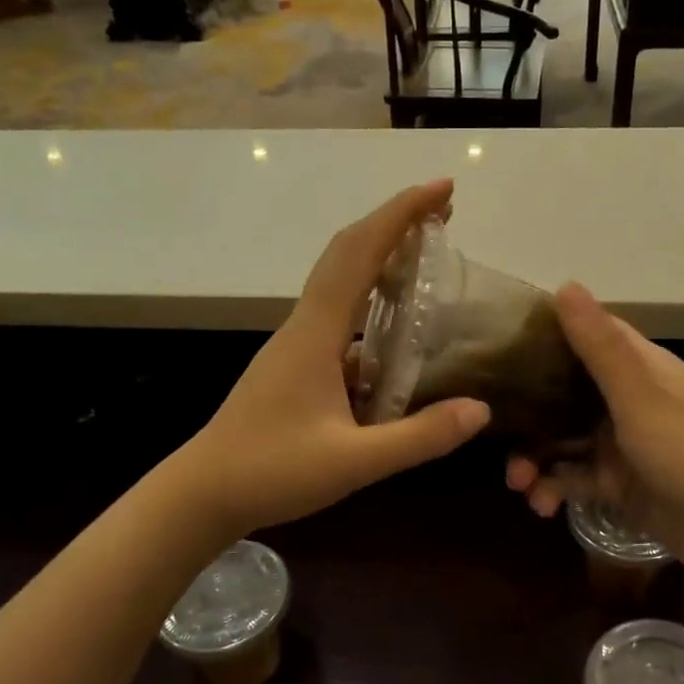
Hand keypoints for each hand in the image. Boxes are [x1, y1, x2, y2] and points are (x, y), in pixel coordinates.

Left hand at [179, 179, 490, 537]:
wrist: (202, 493)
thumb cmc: (271, 472)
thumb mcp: (354, 463)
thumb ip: (418, 438)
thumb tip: (481, 410)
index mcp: (316, 333)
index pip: (359, 254)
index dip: (401, 214)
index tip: (443, 190)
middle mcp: (304, 326)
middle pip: (347, 254)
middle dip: (395, 223)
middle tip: (444, 212)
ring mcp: (295, 344)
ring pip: (340, 283)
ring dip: (381, 259)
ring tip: (425, 257)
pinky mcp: (294, 365)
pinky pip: (338, 317)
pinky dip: (370, 304)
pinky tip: (394, 334)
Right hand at [505, 284, 683, 593]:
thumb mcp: (642, 399)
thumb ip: (600, 347)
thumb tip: (565, 283)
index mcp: (642, 368)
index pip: (590, 336)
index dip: (547, 334)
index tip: (500, 342)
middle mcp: (630, 400)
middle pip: (566, 392)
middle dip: (530, 412)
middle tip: (492, 428)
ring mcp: (624, 444)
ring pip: (564, 439)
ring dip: (536, 457)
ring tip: (518, 483)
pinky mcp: (620, 485)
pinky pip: (575, 478)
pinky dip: (555, 488)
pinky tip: (541, 506)